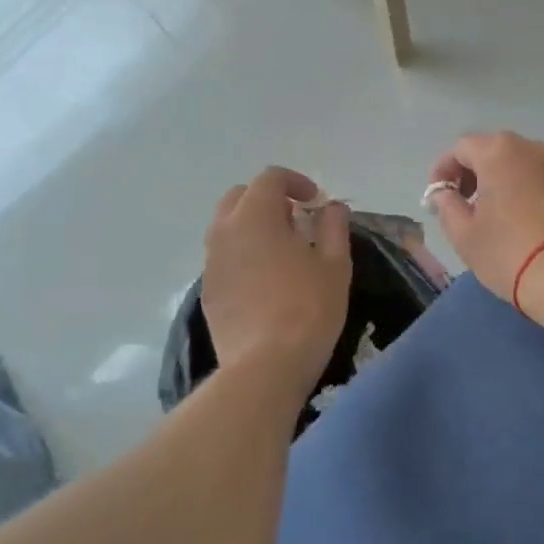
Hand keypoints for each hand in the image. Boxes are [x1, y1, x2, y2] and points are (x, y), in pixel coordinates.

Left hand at [203, 167, 350, 386]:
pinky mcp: (208, 291)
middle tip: (297, 221)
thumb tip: (331, 206)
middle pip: (240, 197)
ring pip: (228, 228)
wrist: (265, 366)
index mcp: (254, 216)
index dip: (296, 182)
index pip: (270, 178)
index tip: (316, 202)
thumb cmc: (308, 308)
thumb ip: (333, 225)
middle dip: (268, 200)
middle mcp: (224, 232)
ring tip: (283, 252)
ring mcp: (211, 263)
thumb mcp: (335, 263)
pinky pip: (224, 258)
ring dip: (253, 227)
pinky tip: (266, 282)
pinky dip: (244, 255)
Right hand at [426, 132, 543, 322]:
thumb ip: (446, 205)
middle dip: (472, 173)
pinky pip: (538, 180)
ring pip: (517, 164)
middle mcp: (530, 149)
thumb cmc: (507, 251)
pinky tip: (519, 221)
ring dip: (498, 181)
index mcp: (498, 152)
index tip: (437, 197)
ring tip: (490, 215)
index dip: (443, 170)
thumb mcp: (463, 233)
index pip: (460, 148)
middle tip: (462, 203)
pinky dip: (522, 191)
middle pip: (491, 150)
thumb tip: (444, 193)